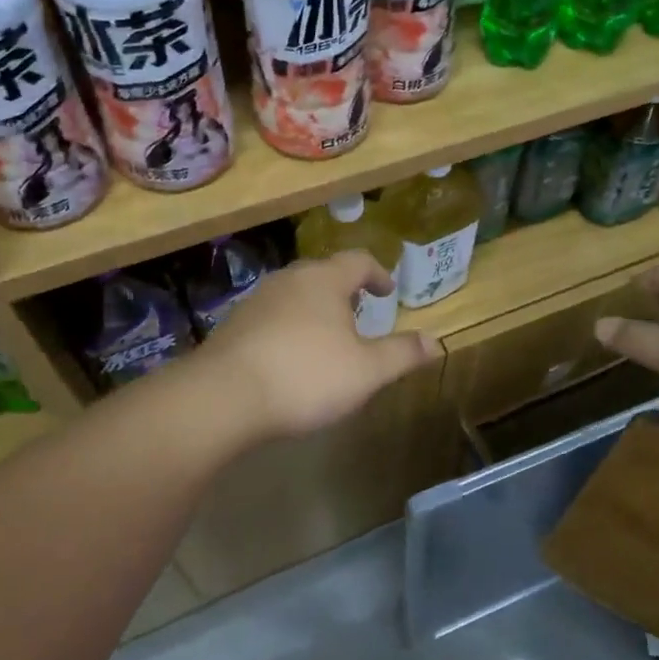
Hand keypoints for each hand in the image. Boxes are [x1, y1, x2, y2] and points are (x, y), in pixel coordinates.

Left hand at [195, 250, 439, 441]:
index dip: (378, 274)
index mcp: (324, 280)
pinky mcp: (233, 326)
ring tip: (326, 336)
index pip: (358, 261)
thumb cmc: (306, 376)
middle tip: (359, 313)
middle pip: (323, 273)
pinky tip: (289, 357)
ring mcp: (256, 301)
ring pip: (295, 294)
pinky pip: (271, 316)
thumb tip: (436, 343)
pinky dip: (288, 327)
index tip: (387, 292)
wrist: (223, 398)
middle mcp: (289, 280)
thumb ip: (402, 354)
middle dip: (345, 291)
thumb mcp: (366, 371)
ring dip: (315, 308)